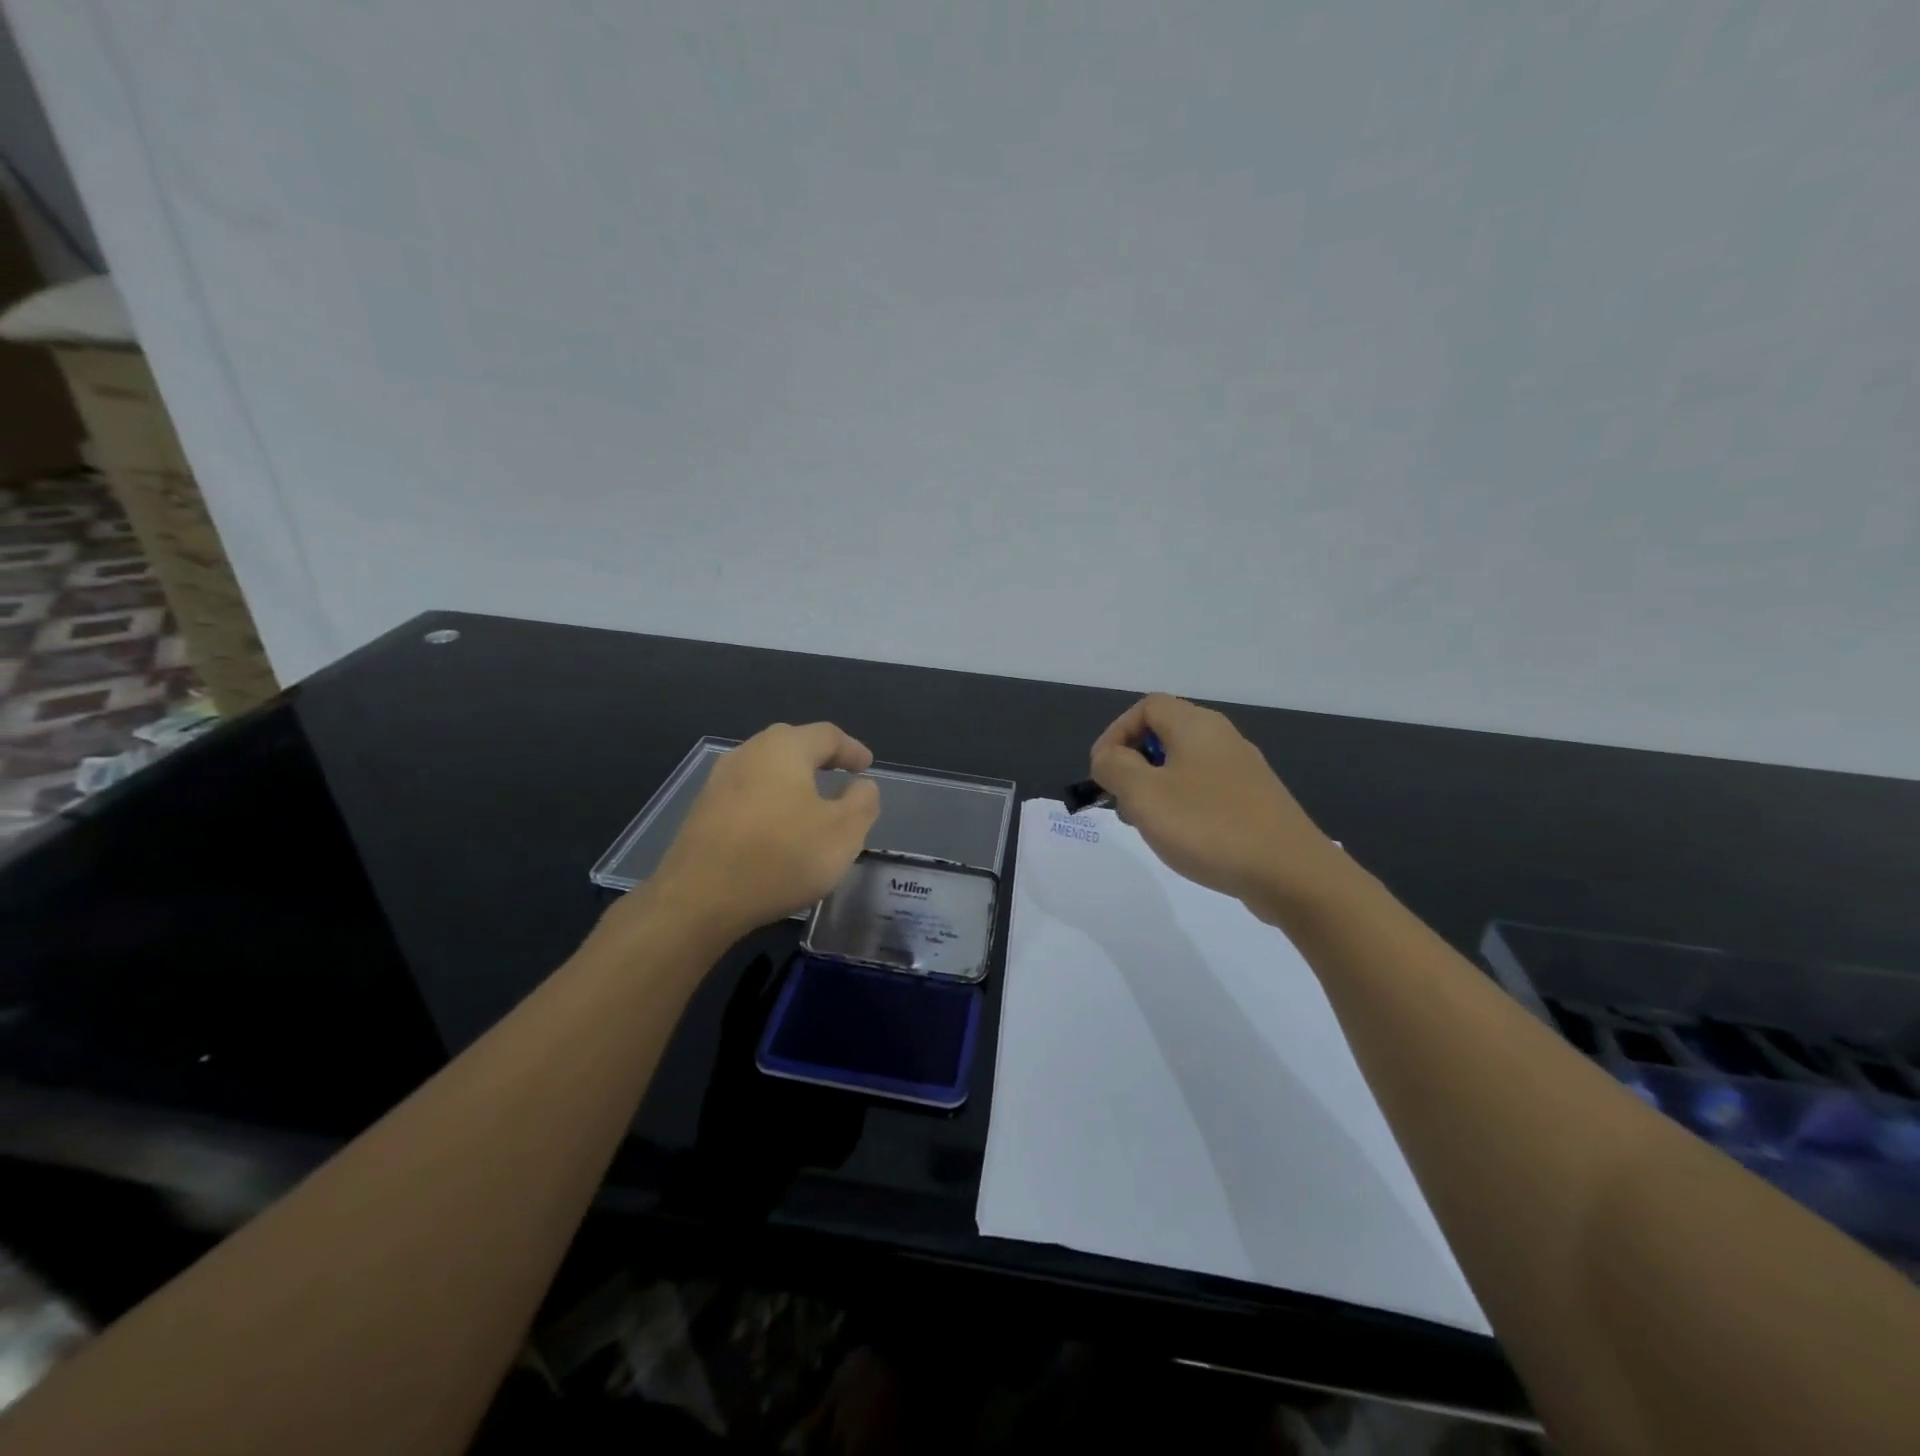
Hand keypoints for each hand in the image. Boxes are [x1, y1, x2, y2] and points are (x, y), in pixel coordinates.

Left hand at [641, 722, 881, 939]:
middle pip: (791, 744)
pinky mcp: (702, 811)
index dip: (852, 749)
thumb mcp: (843, 833)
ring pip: (766, 769)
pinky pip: (747, 795)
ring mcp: (719, 782)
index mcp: (784, 748)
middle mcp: (748, 753)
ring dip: (792, 781)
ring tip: (810, 804)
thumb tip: (862, 785)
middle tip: (840, 776)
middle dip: (819, 758)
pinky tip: (777, 829)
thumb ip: (862, 802)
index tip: (867, 767)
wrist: (698, 898)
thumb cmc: (781, 857)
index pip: (827, 735)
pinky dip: (770, 802)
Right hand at [1089, 694, 1349, 922]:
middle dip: (1133, 764)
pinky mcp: (1256, 801)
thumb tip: (1109, 758)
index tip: (1103, 773)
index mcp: (1196, 726)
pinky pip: (1206, 790)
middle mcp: (1222, 738)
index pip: (1145, 707)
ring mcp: (1244, 771)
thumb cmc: (1209, 826)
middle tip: (1122, 801)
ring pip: (1184, 765)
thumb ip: (1114, 767)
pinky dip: (1184, 805)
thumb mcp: (1144, 794)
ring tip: (1149, 825)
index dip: (1115, 734)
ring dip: (1156, 788)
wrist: (1291, 874)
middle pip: (1164, 734)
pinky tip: (1184, 839)